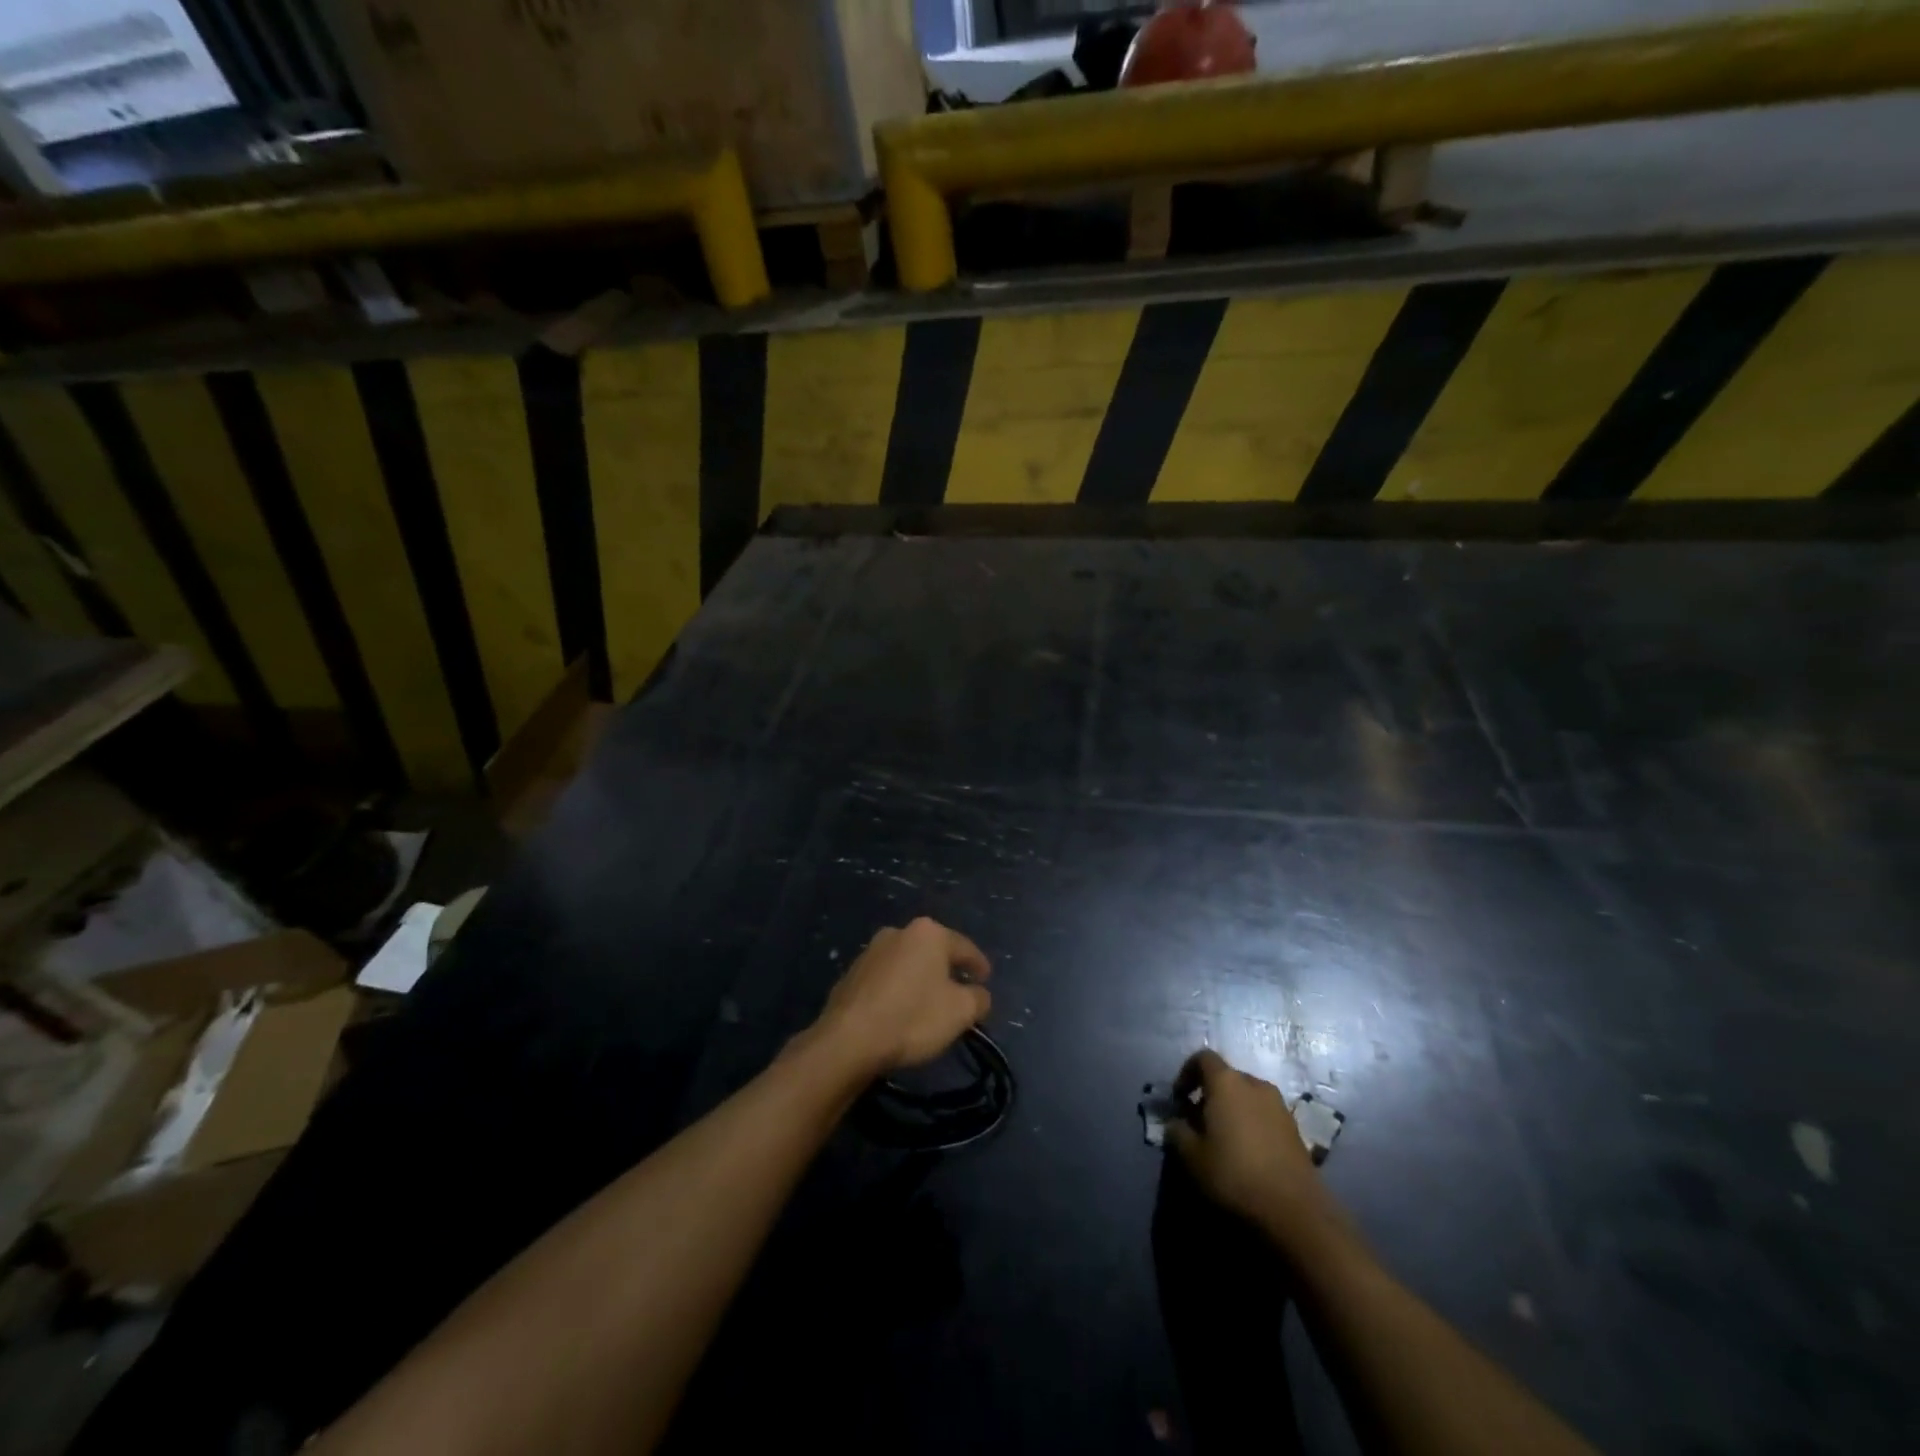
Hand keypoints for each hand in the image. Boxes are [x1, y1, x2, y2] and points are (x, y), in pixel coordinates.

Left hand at [815, 918, 991, 1075]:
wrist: (849, 1038)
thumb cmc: (913, 1017)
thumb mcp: (961, 1011)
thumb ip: (978, 998)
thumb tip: (978, 994)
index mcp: (928, 933)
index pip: (964, 947)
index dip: (979, 965)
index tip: (986, 979)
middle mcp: (898, 932)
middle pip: (933, 952)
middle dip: (947, 970)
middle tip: (959, 992)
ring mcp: (871, 951)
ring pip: (907, 964)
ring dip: (919, 980)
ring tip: (928, 1003)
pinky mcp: (851, 974)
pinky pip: (886, 979)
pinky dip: (897, 991)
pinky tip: (900, 1011)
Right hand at [1165, 1049, 1338, 1242]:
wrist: (1295, 1211)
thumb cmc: (1235, 1175)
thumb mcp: (1192, 1156)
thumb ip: (1177, 1131)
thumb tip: (1176, 1122)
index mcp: (1226, 1082)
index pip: (1203, 1058)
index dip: (1186, 1073)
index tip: (1179, 1099)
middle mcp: (1254, 1084)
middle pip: (1226, 1077)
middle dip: (1210, 1094)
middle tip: (1199, 1122)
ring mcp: (1279, 1105)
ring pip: (1247, 1096)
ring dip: (1232, 1109)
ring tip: (1224, 1139)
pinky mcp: (1295, 1128)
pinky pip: (1264, 1114)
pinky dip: (1252, 1123)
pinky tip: (1248, 1153)